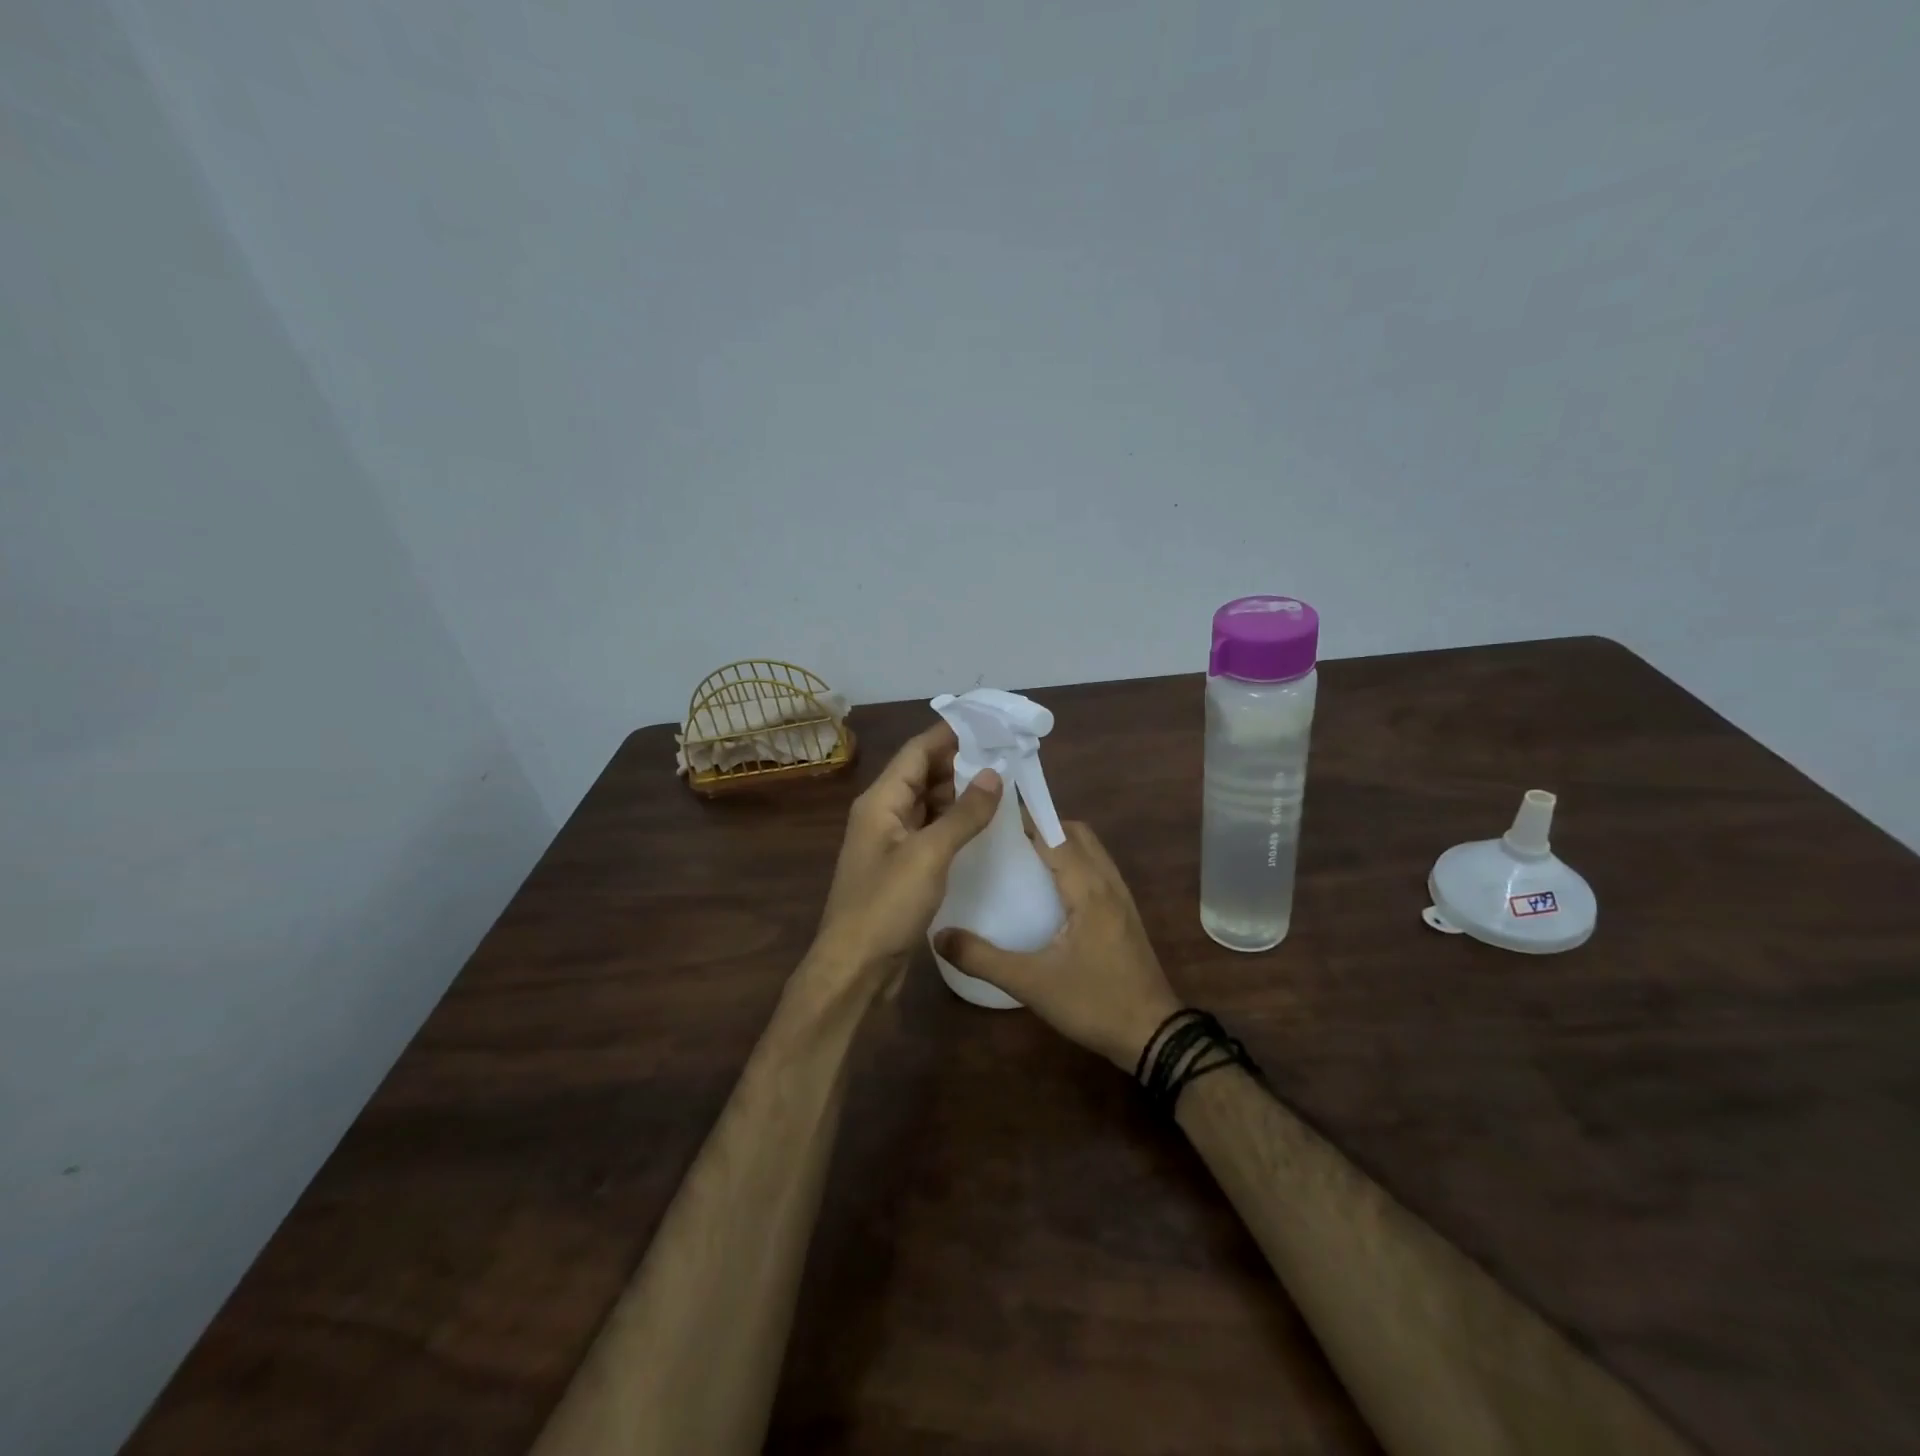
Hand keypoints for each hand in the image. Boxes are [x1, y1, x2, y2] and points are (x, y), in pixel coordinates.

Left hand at [810, 721, 1002, 994]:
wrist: (855, 968)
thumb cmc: (886, 906)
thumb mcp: (929, 855)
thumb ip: (963, 814)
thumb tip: (994, 774)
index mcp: (881, 800)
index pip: (917, 751)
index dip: (951, 733)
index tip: (989, 723)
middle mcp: (882, 813)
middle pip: (922, 774)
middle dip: (961, 762)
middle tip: (1006, 755)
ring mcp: (890, 841)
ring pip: (927, 803)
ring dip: (959, 793)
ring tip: (1002, 785)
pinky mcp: (900, 867)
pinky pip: (930, 831)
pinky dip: (953, 822)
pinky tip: (981, 825)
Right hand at [936, 821, 1180, 1070]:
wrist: (1153, 1035)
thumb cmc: (1094, 1003)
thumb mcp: (1031, 984)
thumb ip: (982, 958)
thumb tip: (938, 936)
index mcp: (1089, 889)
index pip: (1055, 836)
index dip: (1025, 820)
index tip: (991, 816)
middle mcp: (1108, 882)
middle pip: (1077, 833)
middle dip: (1043, 826)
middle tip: (1004, 838)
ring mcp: (1121, 897)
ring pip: (1091, 850)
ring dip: (1060, 842)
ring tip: (1021, 857)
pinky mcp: (1124, 913)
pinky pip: (1098, 869)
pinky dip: (1074, 862)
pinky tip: (1050, 888)